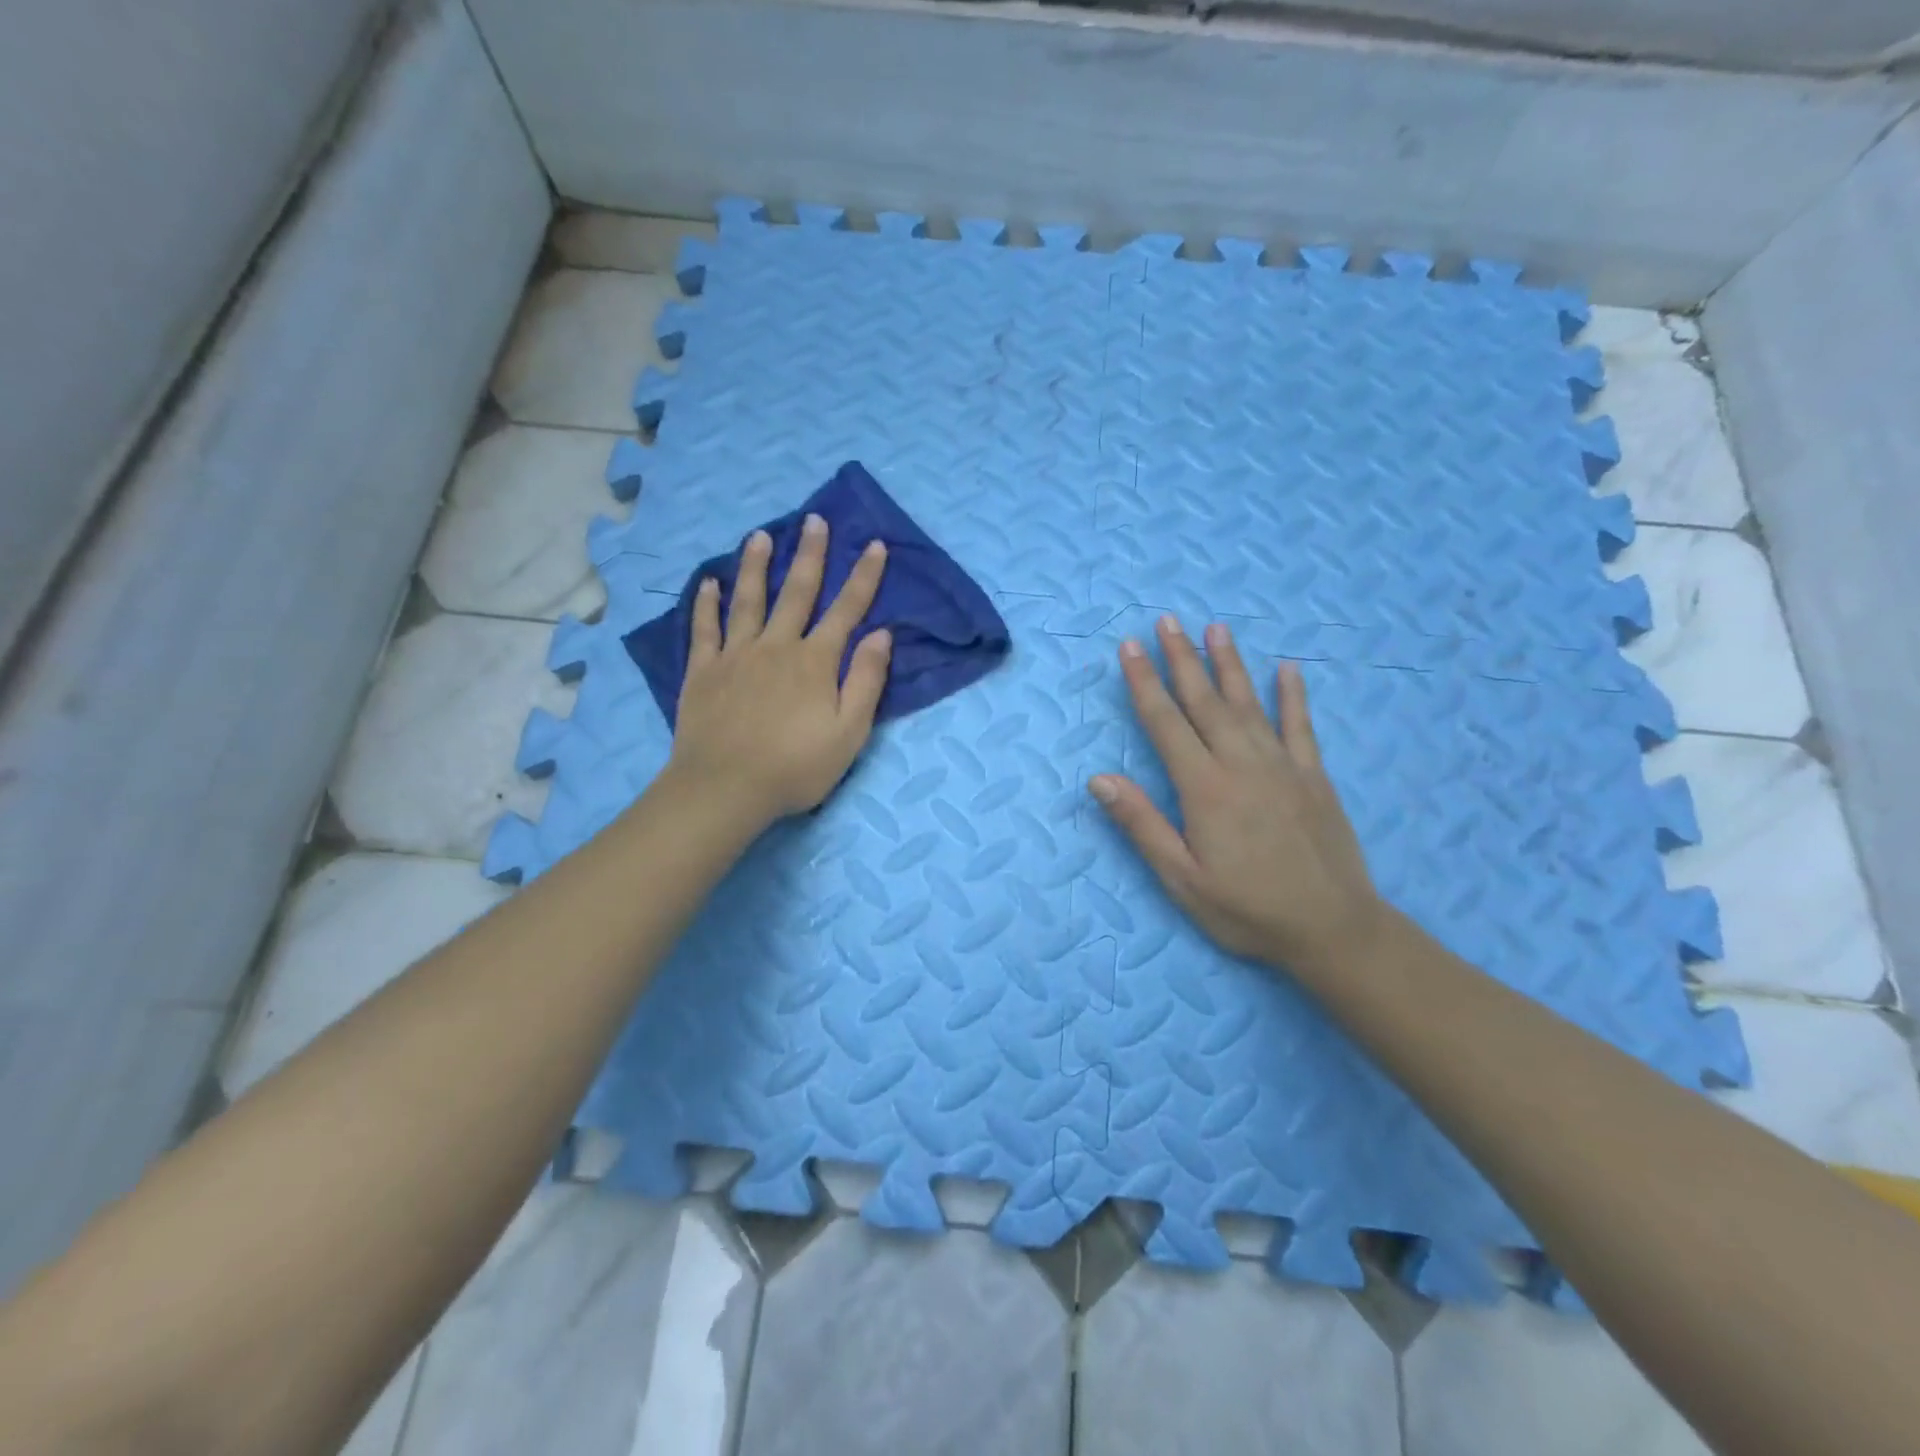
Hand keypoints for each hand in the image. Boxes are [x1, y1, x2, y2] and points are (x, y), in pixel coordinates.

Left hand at [663, 513, 892, 829]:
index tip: (875, 546)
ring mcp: (736, 655)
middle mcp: (777, 646)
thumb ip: (866, 680)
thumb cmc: (796, 766)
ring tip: (760, 535)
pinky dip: (708, 603)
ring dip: (756, 565)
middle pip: (798, 592)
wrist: (725, 788)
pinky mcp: (703, 671)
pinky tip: (710, 583)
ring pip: (749, 600)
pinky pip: (705, 628)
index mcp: (816, 661)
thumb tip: (882, 634)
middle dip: (811, 555)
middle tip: (814, 520)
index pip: (847, 610)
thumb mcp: (849, 732)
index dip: (864, 577)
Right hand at [1089, 617, 1384, 976]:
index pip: (1165, 724)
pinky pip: (1301, 727)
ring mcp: (1283, 767)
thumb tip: (1100, 779)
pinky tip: (1287, 670)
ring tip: (1215, 629)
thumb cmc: (1247, 909)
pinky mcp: (1314, 777)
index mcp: (1204, 788)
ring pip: (1249, 704)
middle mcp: (1242, 765)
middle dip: (1182, 659)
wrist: (1332, 929)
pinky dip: (1293, 697)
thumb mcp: (1182, 878)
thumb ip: (1142, 825)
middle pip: (1205, 702)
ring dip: (1229, 665)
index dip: (1145, 683)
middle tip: (1167, 621)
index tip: (1130, 648)